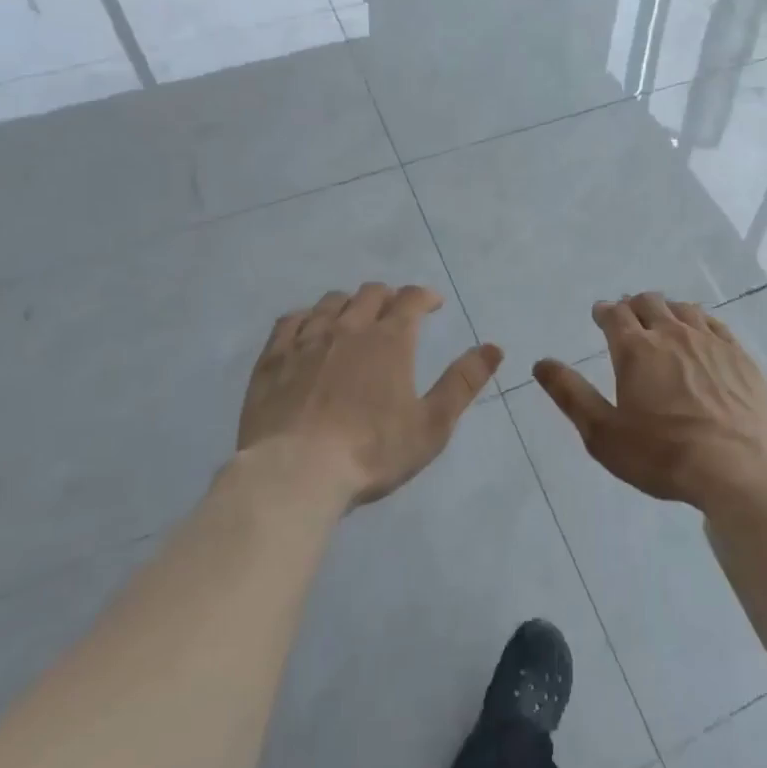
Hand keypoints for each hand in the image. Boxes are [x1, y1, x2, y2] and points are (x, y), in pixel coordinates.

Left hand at [238, 283, 502, 506]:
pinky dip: (307, 317)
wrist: (295, 474)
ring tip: (354, 320)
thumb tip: (494, 347)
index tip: (433, 304)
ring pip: (331, 302)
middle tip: (395, 314)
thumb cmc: (372, 451)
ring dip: (349, 304)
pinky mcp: (273, 359)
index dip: (425, 296)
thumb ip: (463, 382)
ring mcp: (307, 340)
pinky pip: (290, 321)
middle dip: (389, 297)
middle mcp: (349, 328)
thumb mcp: (432, 424)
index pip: (411, 299)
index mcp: (390, 340)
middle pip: (370, 293)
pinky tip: (309, 329)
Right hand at [532, 293, 766, 511]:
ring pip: (683, 309)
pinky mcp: (740, 355)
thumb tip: (541, 363)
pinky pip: (715, 323)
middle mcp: (672, 334)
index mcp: (636, 350)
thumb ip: (571, 395)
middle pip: (650, 303)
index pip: (615, 315)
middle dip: (633, 305)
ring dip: (667, 309)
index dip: (605, 311)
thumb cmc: (665, 454)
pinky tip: (700, 332)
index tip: (600, 313)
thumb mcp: (604, 434)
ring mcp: (710, 341)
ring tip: (662, 319)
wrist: (743, 466)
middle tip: (628, 315)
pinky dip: (699, 320)